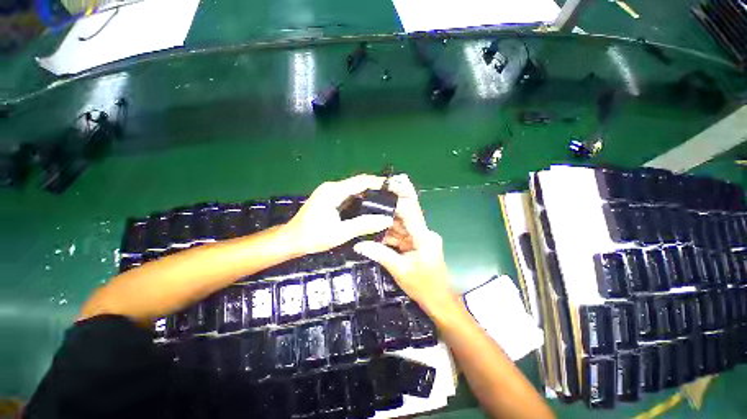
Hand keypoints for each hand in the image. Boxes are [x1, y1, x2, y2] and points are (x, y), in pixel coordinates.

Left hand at [282, 174, 393, 254]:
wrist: (291, 240)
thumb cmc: (312, 237)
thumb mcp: (340, 233)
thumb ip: (363, 225)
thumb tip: (386, 220)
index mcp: (333, 191)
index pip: (361, 181)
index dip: (378, 182)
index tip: (394, 187)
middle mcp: (332, 187)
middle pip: (359, 183)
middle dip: (376, 187)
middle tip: (392, 196)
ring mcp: (330, 192)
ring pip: (355, 188)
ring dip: (369, 193)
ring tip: (385, 200)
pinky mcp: (330, 198)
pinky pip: (350, 194)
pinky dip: (361, 198)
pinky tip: (370, 206)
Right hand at [353, 175, 455, 311]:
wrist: (439, 302)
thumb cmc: (423, 286)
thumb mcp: (399, 270)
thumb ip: (380, 254)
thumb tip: (358, 245)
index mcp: (424, 237)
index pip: (411, 212)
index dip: (402, 197)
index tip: (393, 183)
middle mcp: (424, 234)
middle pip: (405, 217)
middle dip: (389, 209)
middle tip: (373, 198)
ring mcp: (421, 239)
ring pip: (402, 227)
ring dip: (387, 223)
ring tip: (370, 213)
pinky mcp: (417, 245)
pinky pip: (401, 236)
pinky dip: (390, 235)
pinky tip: (376, 231)